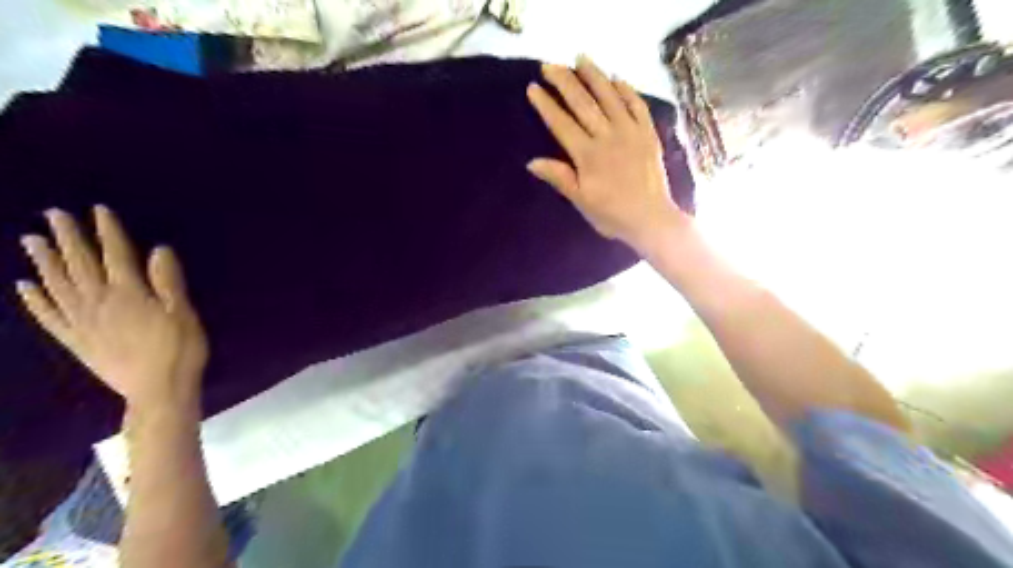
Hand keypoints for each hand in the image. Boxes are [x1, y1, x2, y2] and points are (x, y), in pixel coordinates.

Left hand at [19, 204, 207, 412]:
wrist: (158, 391)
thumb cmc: (180, 350)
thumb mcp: (184, 314)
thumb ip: (169, 282)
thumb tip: (158, 250)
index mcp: (130, 294)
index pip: (116, 256)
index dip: (107, 232)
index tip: (98, 210)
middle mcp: (100, 303)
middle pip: (81, 265)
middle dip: (68, 238)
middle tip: (53, 214)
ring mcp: (83, 323)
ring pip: (58, 286)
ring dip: (44, 261)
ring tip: (31, 240)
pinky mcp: (76, 341)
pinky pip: (49, 317)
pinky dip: (34, 300)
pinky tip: (24, 286)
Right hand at [521, 53, 687, 252]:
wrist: (651, 219)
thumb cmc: (611, 214)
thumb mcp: (581, 201)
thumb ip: (559, 178)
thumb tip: (531, 162)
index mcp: (588, 155)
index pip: (562, 124)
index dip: (546, 105)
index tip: (533, 88)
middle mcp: (608, 136)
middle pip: (583, 103)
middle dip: (565, 82)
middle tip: (550, 64)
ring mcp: (631, 132)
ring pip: (610, 97)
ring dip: (594, 76)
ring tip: (580, 58)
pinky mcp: (648, 134)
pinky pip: (637, 105)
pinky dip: (627, 90)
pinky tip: (617, 79)